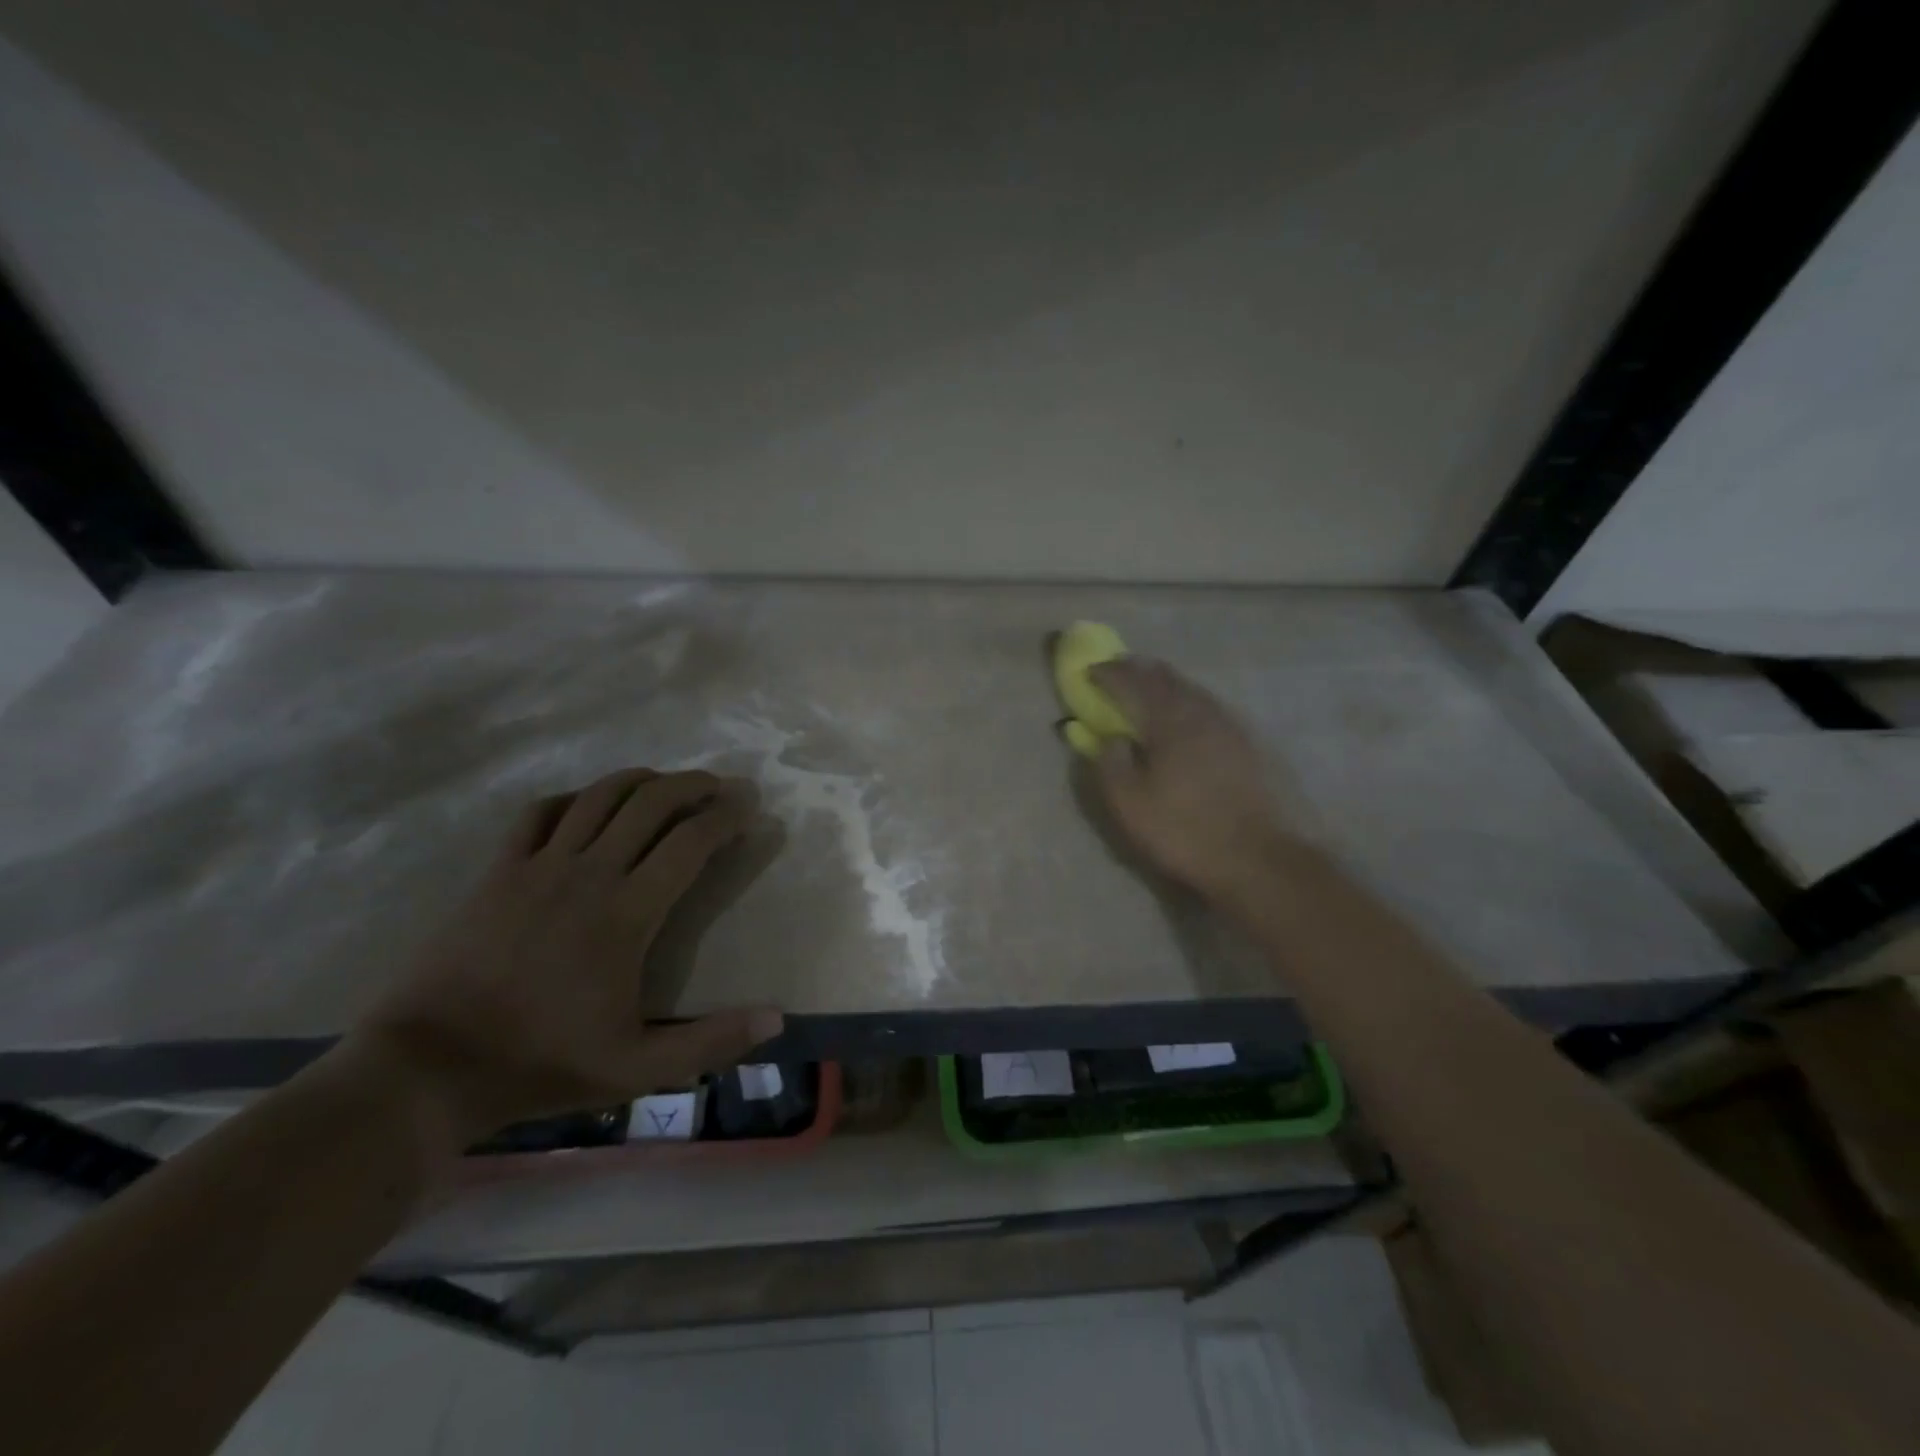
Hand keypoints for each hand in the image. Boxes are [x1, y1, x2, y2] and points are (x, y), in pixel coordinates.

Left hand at [349, 768, 782, 1149]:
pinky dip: (574, 799)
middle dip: (693, 785)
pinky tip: (587, 805)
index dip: (727, 816)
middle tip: (718, 787)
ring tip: (666, 783)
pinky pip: (540, 813)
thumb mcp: (637, 1069)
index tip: (749, 806)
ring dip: (641, 780)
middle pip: (651, 802)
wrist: (427, 1069)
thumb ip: (711, 1041)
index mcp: (627, 913)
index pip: (691, 842)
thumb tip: (777, 1020)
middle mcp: (589, 874)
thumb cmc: (540, 1063)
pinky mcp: (498, 872)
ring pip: (600, 796)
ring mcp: (538, 867)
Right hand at [1088, 658, 1304, 905]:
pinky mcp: (1249, 743)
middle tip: (1119, 670)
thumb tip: (1110, 738)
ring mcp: (1230, 725)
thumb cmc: (1184, 831)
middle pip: (1166, 678)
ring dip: (1166, 684)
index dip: (1108, 674)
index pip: (1132, 684)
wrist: (1259, 858)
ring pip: (1192, 690)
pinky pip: (1210, 707)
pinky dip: (1189, 701)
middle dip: (1139, 670)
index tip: (1089, 671)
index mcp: (1168, 721)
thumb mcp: (1130, 804)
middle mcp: (1200, 712)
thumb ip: (1111, 764)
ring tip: (1150, 687)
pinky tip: (1187, 715)